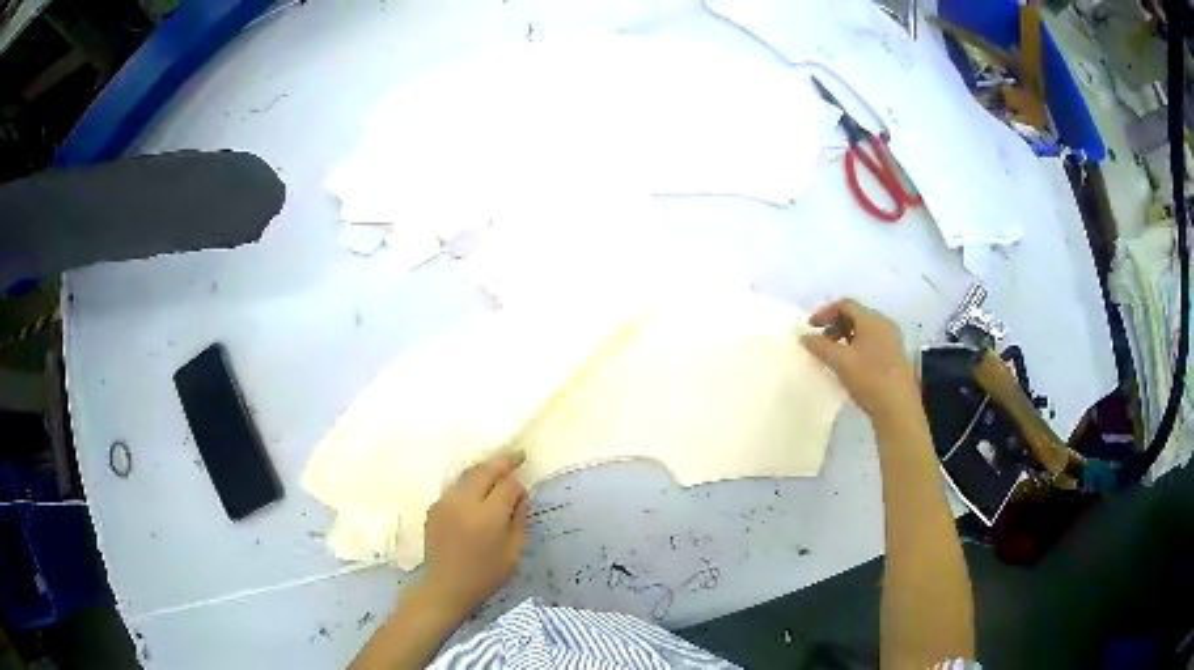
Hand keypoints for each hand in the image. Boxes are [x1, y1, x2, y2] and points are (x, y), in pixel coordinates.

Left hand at [421, 451, 528, 618]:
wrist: (446, 586)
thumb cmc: (485, 575)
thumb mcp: (513, 552)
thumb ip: (519, 519)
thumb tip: (520, 495)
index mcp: (488, 517)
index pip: (507, 485)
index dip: (518, 484)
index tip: (524, 488)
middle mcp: (464, 503)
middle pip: (485, 470)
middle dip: (503, 462)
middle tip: (517, 456)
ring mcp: (446, 503)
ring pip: (468, 474)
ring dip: (484, 470)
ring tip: (497, 470)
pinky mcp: (434, 507)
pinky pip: (455, 488)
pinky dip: (469, 483)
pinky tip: (476, 492)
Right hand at [800, 298, 919, 421]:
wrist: (898, 407)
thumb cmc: (869, 378)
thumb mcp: (840, 361)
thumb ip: (820, 346)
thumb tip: (804, 336)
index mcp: (872, 319)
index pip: (845, 305)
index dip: (825, 312)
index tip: (811, 327)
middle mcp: (884, 324)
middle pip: (856, 316)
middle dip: (835, 325)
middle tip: (821, 341)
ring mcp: (892, 341)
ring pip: (864, 331)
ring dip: (846, 338)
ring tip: (834, 355)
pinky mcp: (895, 357)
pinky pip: (872, 343)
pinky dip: (857, 347)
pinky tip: (851, 366)